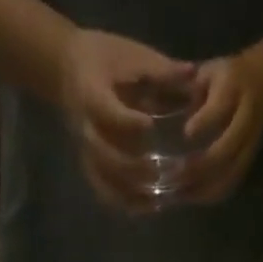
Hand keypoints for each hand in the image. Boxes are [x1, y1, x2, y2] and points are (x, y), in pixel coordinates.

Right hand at [58, 30, 191, 212]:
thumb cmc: (106, 58)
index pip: (106, 112)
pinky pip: (103, 189)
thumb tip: (193, 74)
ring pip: (103, 179)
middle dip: (129, 167)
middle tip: (158, 171)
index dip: (126, 122)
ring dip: (128, 192)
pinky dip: (124, 201)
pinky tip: (147, 206)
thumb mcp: (131, 55)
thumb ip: (160, 70)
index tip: (149, 125)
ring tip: (156, 199)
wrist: (69, 70)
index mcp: (92, 94)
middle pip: (102, 155)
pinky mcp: (90, 164)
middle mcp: (85, 127)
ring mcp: (86, 150)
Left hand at [179, 55, 262, 204]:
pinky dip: (210, 194)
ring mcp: (249, 141)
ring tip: (179, 193)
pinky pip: (231, 182)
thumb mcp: (206, 72)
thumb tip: (155, 107)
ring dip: (204, 187)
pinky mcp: (248, 159)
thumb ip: (185, 88)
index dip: (204, 122)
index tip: (186, 133)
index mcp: (233, 87)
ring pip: (230, 172)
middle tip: (174, 175)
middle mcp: (245, 116)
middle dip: (200, 166)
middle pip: (227, 149)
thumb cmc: (223, 78)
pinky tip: (190, 196)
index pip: (221, 107)